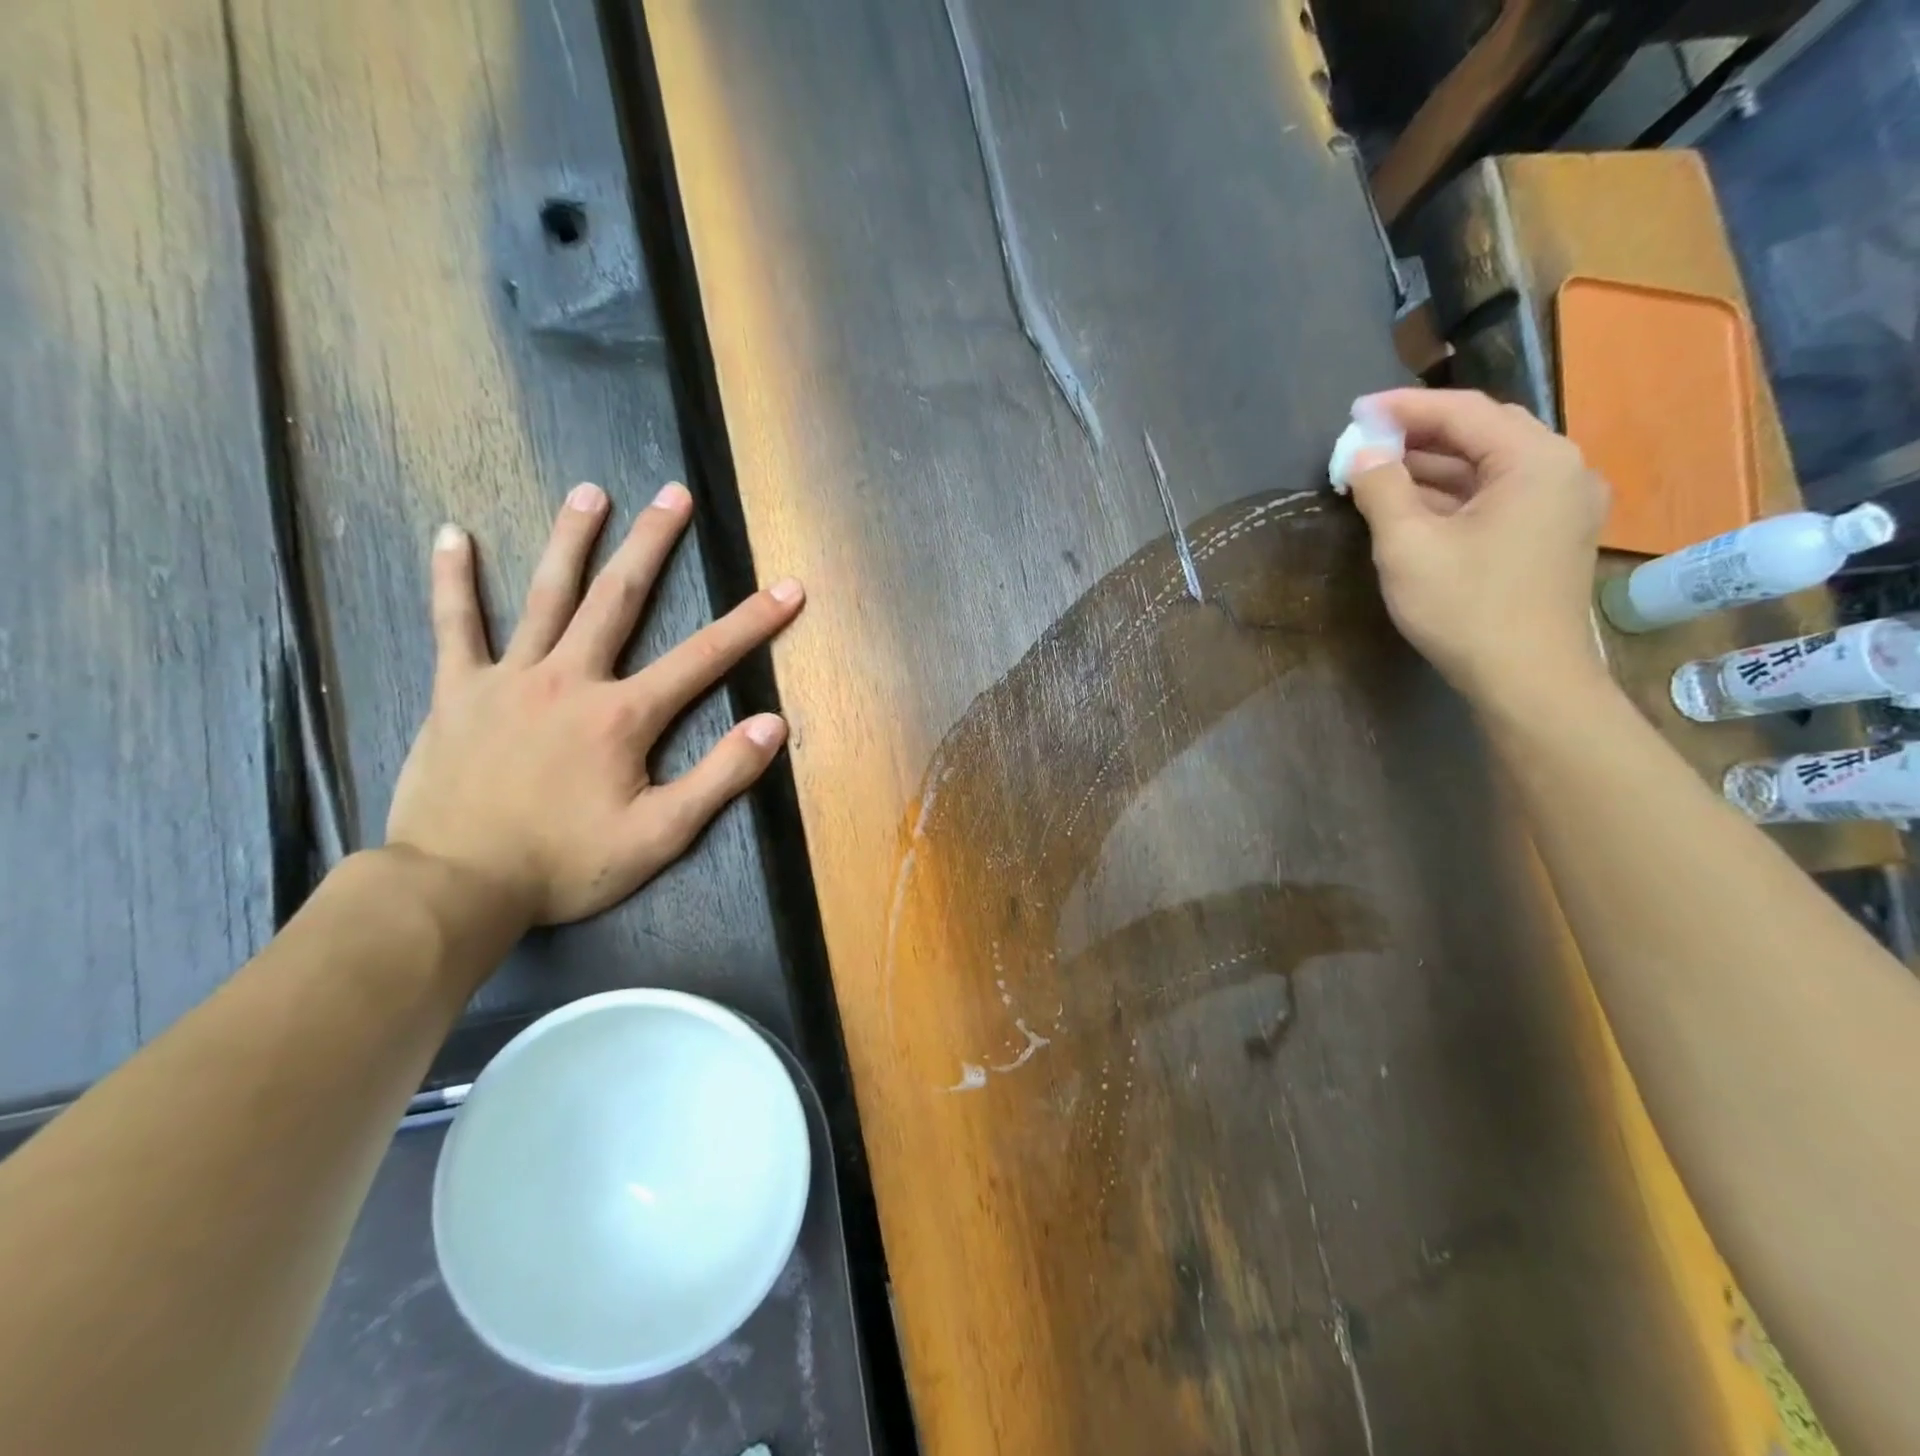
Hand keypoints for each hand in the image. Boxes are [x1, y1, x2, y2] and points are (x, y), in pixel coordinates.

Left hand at [386, 481, 803, 927]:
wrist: (457, 886)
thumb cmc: (565, 863)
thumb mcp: (660, 835)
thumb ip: (719, 777)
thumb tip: (771, 725)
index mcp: (623, 715)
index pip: (704, 658)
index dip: (753, 621)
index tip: (788, 588)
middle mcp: (570, 679)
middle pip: (620, 598)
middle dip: (654, 543)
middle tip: (675, 493)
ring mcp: (509, 678)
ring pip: (545, 595)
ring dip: (571, 540)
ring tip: (591, 492)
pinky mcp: (458, 691)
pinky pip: (455, 625)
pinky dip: (453, 579)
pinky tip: (452, 534)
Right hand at [1346, 389, 1609, 710]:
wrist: (1526, 678)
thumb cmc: (1465, 607)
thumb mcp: (1408, 545)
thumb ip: (1382, 488)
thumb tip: (1363, 450)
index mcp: (1535, 460)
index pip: (1464, 411)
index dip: (1404, 407)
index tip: (1356, 411)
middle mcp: (1562, 470)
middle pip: (1483, 432)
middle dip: (1420, 433)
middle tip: (1367, 438)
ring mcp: (1562, 505)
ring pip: (1490, 466)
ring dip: (1434, 466)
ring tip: (1379, 470)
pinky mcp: (1551, 536)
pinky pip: (1499, 496)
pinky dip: (1454, 493)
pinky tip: (1414, 505)